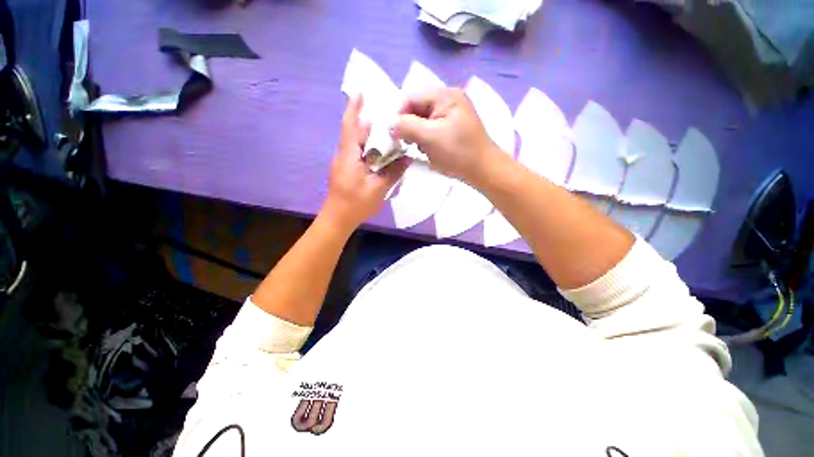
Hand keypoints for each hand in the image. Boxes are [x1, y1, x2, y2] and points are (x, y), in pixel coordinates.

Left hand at [321, 95, 409, 230]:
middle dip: (368, 123)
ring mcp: (342, 163)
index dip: (354, 108)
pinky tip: (379, 154)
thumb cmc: (356, 203)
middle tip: (387, 118)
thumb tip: (408, 157)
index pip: (350, 126)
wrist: (338, 219)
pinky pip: (356, 154)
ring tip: (387, 134)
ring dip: (369, 137)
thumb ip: (394, 172)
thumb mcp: (378, 188)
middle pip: (354, 133)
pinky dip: (368, 149)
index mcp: (348, 155)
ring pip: (356, 144)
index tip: (360, 92)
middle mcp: (343, 155)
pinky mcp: (345, 170)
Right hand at [392, 88, 497, 182]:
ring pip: (423, 120)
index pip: (411, 97)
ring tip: (422, 148)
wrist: (483, 170)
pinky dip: (426, 139)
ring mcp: (452, 114)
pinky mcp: (453, 127)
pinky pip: (432, 128)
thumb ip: (407, 126)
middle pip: (417, 108)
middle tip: (410, 143)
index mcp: (445, 95)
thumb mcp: (430, 138)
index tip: (395, 135)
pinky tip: (429, 150)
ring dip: (418, 134)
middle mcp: (449, 99)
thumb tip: (389, 123)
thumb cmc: (458, 153)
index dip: (400, 115)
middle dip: (410, 126)